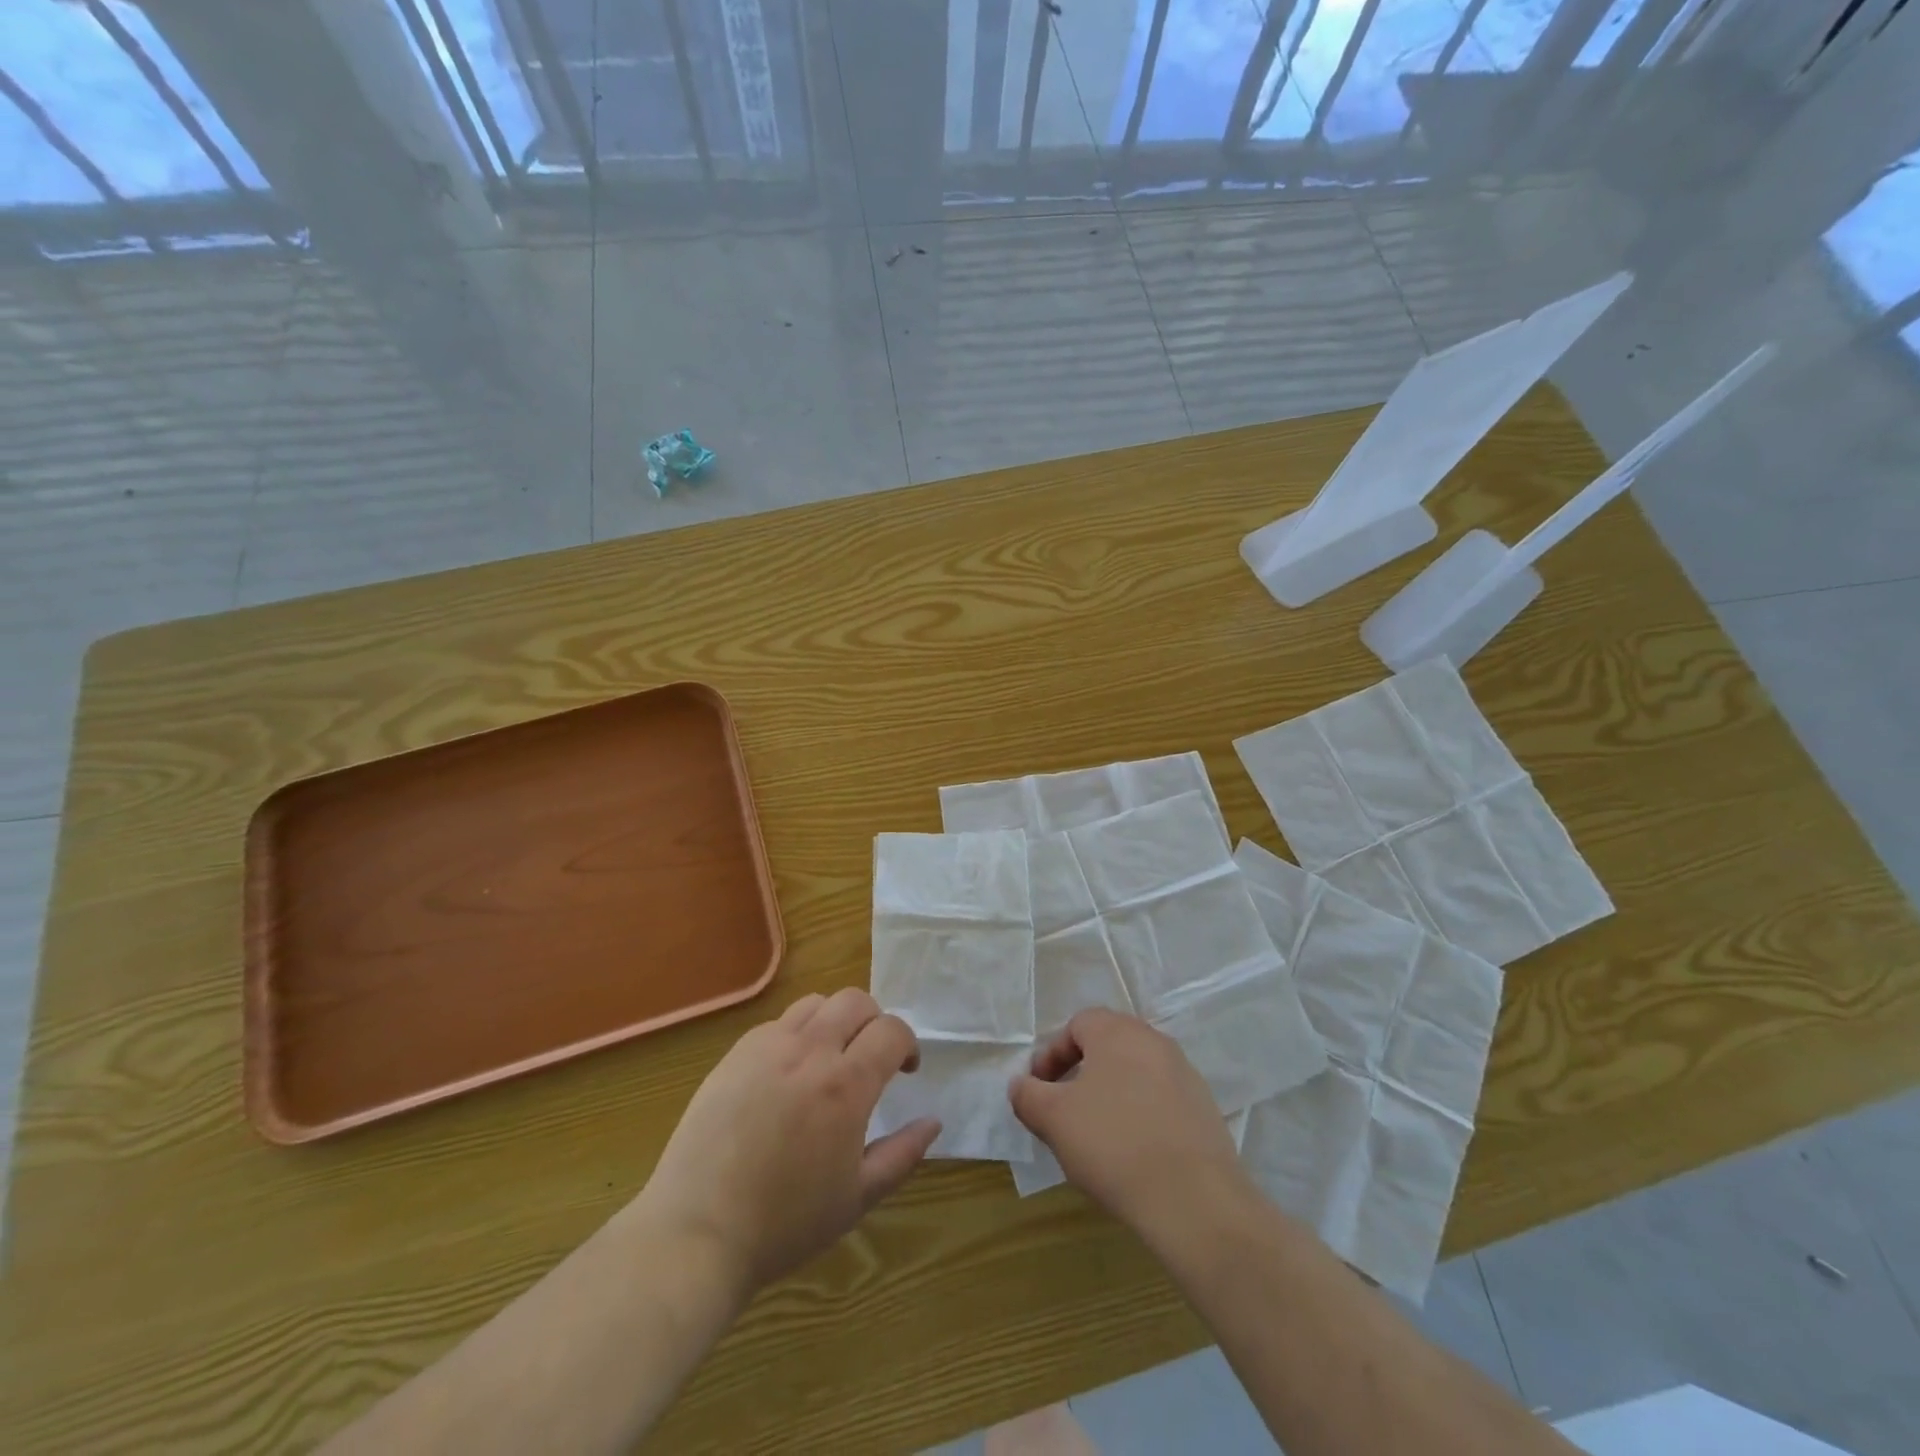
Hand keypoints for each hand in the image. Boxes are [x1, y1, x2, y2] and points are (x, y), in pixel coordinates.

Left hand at [635, 988, 938, 1295]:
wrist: (697, 1232)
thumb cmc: (784, 1224)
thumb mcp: (856, 1198)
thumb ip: (902, 1154)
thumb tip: (934, 1121)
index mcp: (846, 1085)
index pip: (891, 1030)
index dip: (907, 1044)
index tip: (906, 1070)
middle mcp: (810, 1051)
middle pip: (855, 1001)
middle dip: (875, 1021)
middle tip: (872, 1057)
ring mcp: (768, 1047)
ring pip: (816, 1003)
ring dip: (835, 1020)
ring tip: (831, 1058)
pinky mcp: (736, 1054)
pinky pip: (778, 1023)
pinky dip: (797, 1034)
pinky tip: (789, 1073)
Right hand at [1010, 1008, 1250, 1244]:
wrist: (1195, 1200)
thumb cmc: (1113, 1145)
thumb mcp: (1053, 1119)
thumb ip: (1028, 1095)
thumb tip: (1021, 1085)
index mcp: (1117, 1032)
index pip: (1077, 1025)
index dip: (1052, 1055)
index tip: (1039, 1090)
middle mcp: (1154, 1041)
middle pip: (1107, 1046)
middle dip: (1080, 1074)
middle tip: (1064, 1110)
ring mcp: (1185, 1074)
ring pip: (1135, 1073)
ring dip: (1110, 1095)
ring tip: (1096, 1136)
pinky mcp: (1204, 1109)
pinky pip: (1160, 1100)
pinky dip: (1140, 1115)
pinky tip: (1132, 1153)